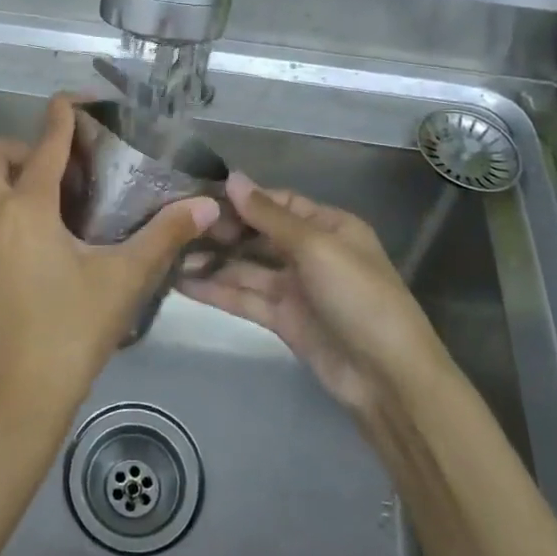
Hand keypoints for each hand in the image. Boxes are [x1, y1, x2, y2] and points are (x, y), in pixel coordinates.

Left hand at [0, 94, 218, 435]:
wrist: (19, 396)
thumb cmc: (72, 330)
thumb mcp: (124, 280)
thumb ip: (164, 236)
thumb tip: (206, 205)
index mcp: (27, 208)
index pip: (45, 144)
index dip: (62, 116)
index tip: (74, 101)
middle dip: (20, 146)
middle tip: (54, 168)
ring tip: (31, 194)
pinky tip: (19, 236)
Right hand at [181, 174, 445, 411]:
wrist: (387, 378)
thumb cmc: (358, 297)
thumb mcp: (316, 247)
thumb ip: (269, 215)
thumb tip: (232, 178)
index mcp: (327, 226)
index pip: (275, 203)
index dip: (239, 199)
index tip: (196, 195)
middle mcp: (309, 251)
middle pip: (257, 234)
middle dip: (220, 231)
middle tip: (174, 227)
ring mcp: (295, 287)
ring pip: (246, 267)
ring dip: (212, 261)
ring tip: (169, 254)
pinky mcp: (283, 320)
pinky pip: (245, 297)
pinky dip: (217, 290)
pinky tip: (183, 283)